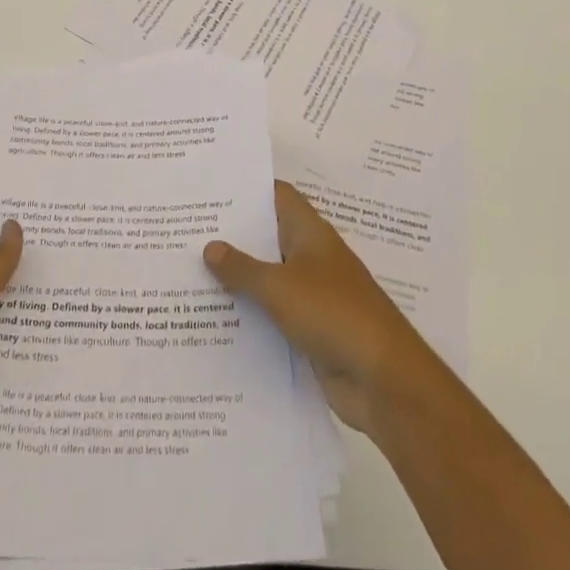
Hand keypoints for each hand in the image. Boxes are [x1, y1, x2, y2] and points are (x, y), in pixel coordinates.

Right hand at [204, 181, 443, 434]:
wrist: (382, 380)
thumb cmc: (333, 314)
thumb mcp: (280, 287)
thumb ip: (242, 268)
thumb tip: (209, 246)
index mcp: (311, 233)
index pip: (277, 196)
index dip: (247, 189)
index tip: (211, 190)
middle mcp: (311, 257)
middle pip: (268, 237)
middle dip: (233, 236)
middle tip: (187, 232)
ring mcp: (312, 295)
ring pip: (268, 278)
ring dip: (238, 278)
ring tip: (190, 272)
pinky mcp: (310, 330)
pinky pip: (273, 314)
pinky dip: (249, 314)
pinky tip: (214, 318)